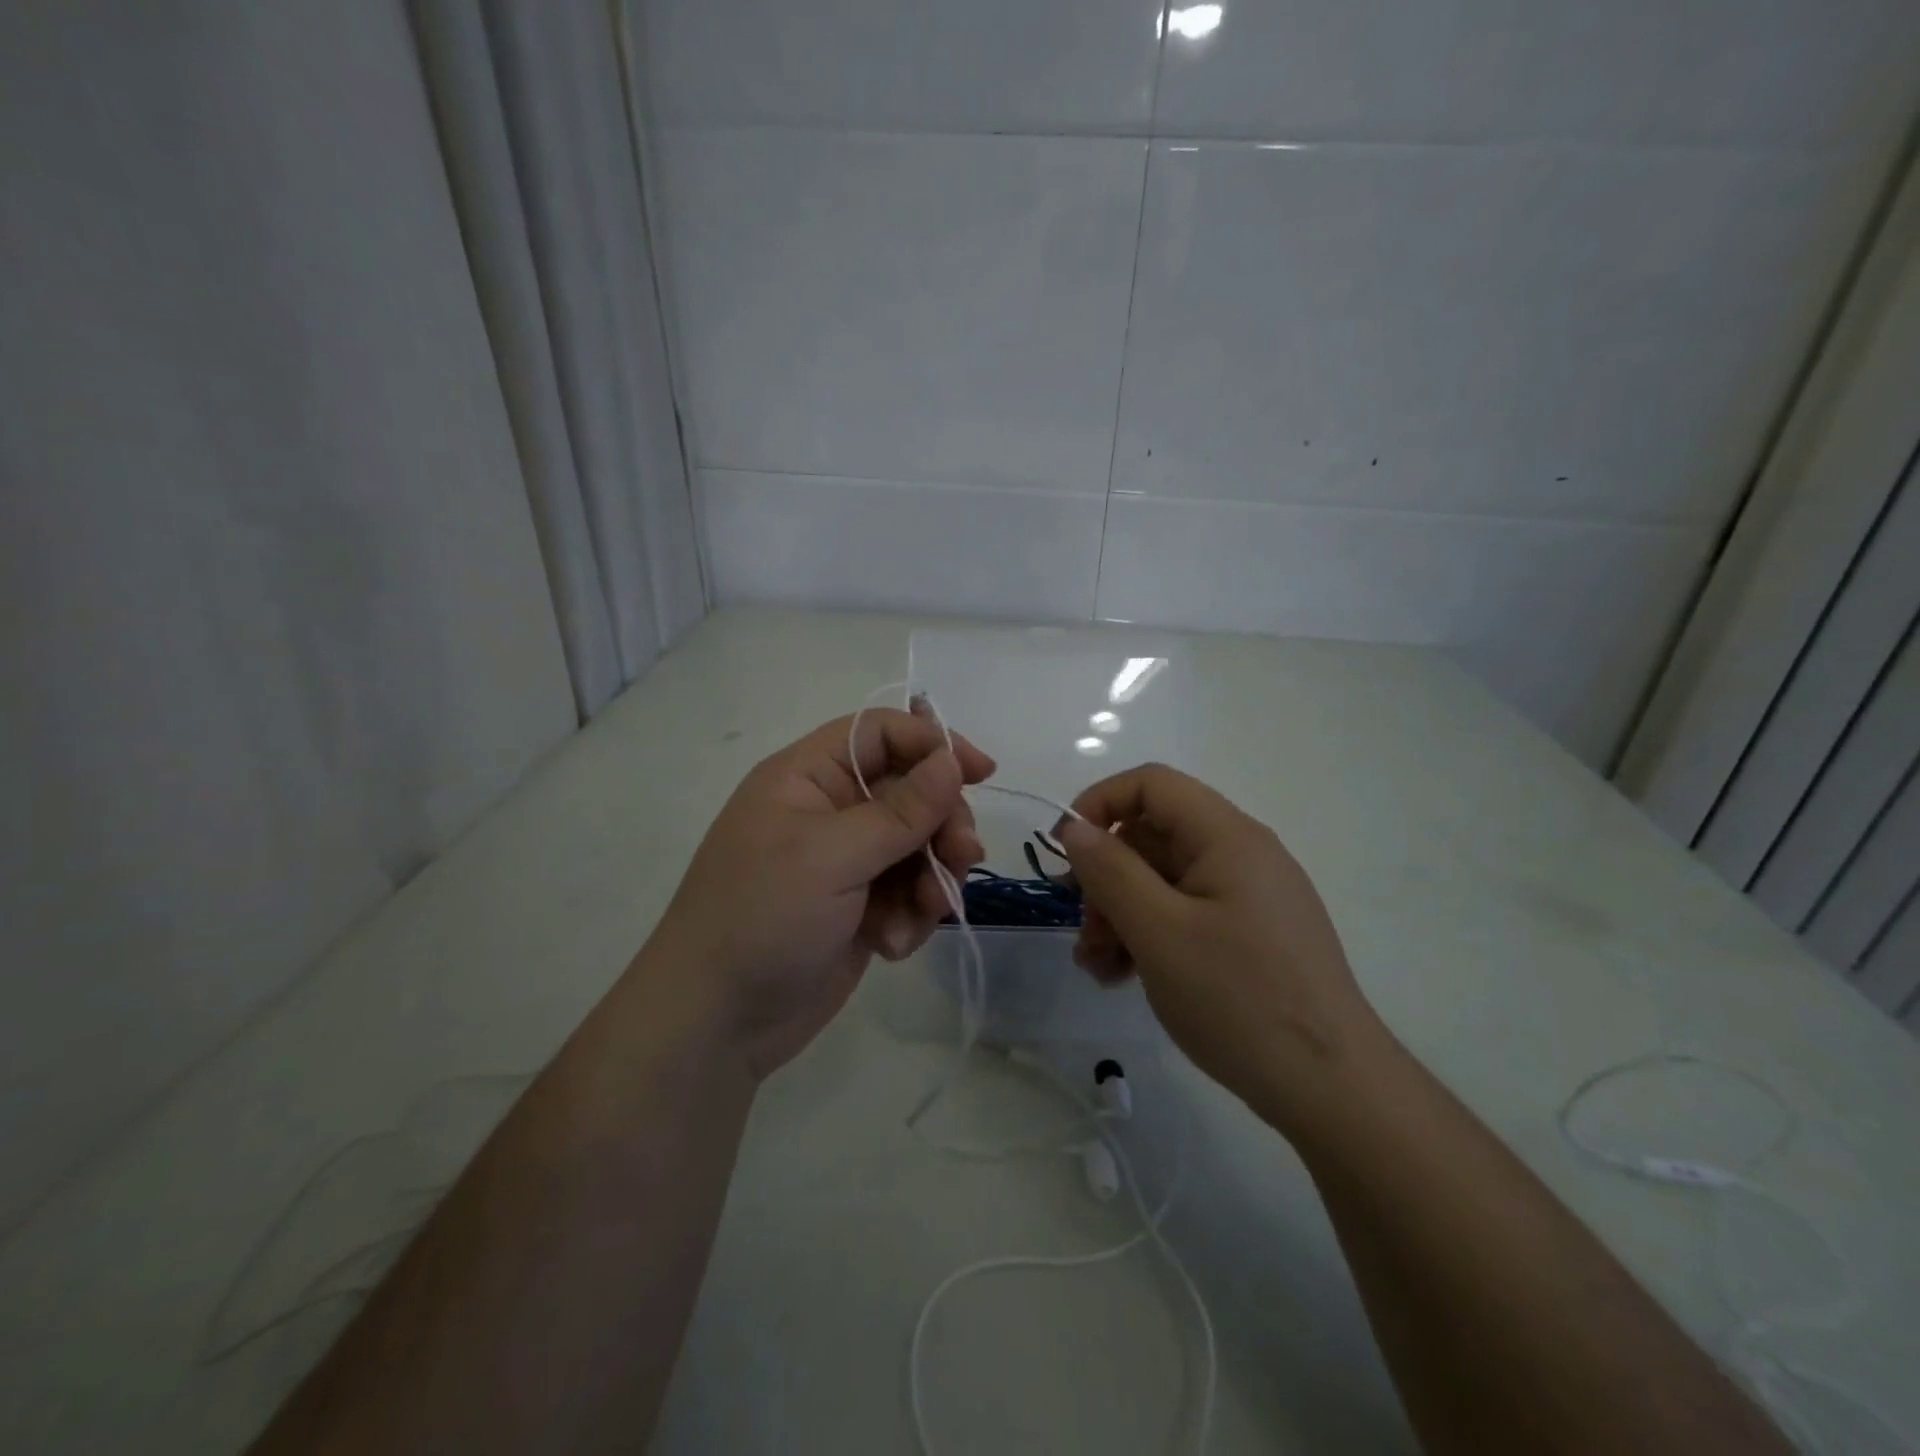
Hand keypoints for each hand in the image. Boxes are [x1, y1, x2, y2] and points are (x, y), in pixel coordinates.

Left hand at [649, 709, 994, 1080]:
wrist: (717, 1021)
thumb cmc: (763, 917)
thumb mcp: (832, 856)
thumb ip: (901, 809)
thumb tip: (952, 759)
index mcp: (809, 777)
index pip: (880, 734)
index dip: (932, 744)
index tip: (980, 772)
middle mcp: (831, 811)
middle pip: (912, 791)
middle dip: (942, 824)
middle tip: (962, 856)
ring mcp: (847, 862)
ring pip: (920, 846)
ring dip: (931, 878)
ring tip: (924, 912)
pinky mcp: (861, 908)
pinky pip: (910, 893)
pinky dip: (911, 916)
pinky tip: (891, 944)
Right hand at [1054, 764, 1381, 1129]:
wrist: (1331, 1089)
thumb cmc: (1238, 998)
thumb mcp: (1158, 932)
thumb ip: (1110, 871)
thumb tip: (1075, 828)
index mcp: (1227, 836)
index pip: (1151, 784)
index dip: (1099, 804)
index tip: (1064, 852)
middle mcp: (1242, 854)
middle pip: (1153, 836)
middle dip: (1105, 877)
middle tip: (1083, 930)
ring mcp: (1249, 897)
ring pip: (1164, 881)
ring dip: (1120, 913)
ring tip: (1097, 965)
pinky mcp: (1251, 935)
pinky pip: (1186, 914)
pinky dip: (1149, 935)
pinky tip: (1124, 976)